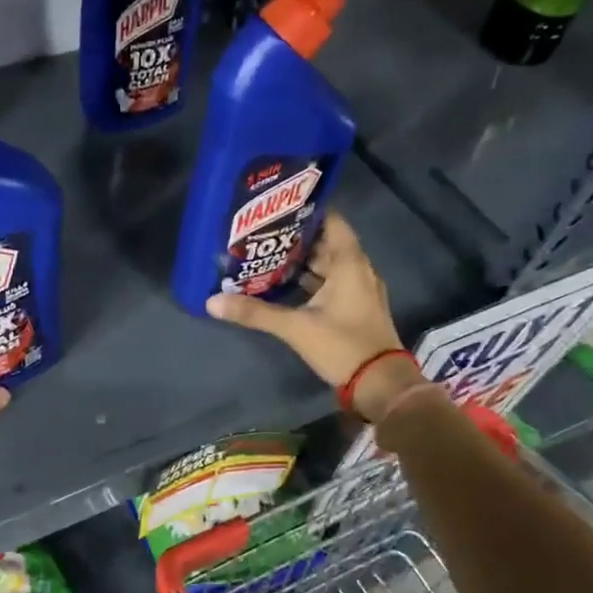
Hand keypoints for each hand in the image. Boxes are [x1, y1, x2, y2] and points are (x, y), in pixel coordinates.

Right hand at [205, 212, 424, 420]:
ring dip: (302, 261)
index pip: (331, 221)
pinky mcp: (356, 308)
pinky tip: (286, 285)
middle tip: (263, 232)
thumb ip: (255, 312)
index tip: (278, 208)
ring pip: (328, 265)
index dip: (306, 211)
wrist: (380, 384)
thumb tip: (212, 302)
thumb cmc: (342, 345)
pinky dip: (311, 280)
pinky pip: (332, 283)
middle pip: (326, 243)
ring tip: (268, 255)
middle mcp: (358, 269)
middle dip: (296, 238)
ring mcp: (359, 290)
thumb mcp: (295, 327)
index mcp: (349, 263)